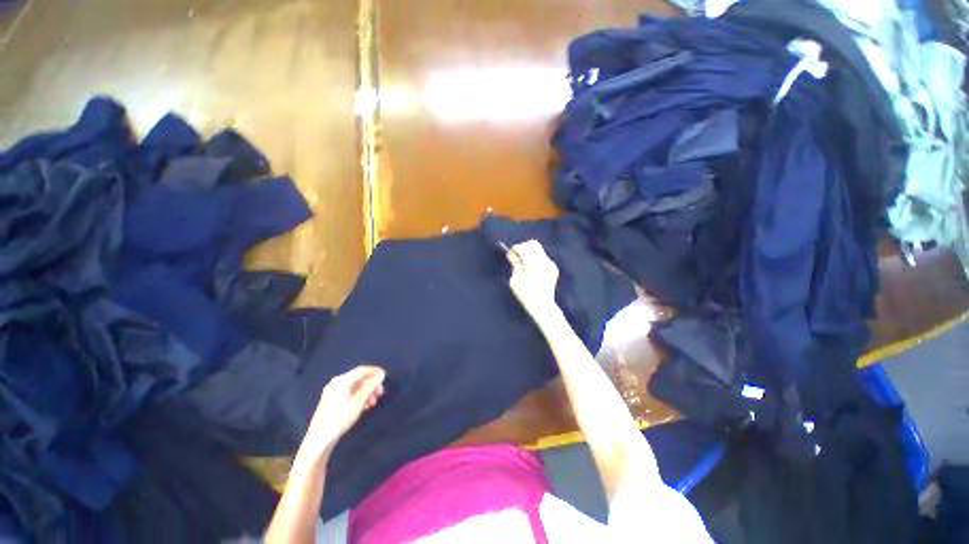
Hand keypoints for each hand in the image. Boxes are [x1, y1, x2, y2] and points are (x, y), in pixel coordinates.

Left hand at [303, 365, 385, 458]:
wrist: (320, 439)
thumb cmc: (340, 418)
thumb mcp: (358, 401)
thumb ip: (370, 386)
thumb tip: (381, 374)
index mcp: (341, 381)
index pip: (361, 370)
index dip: (374, 371)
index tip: (385, 376)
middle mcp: (336, 384)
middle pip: (358, 379)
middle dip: (371, 385)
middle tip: (381, 393)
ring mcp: (333, 393)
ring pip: (355, 387)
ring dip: (366, 392)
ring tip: (373, 403)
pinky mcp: (332, 402)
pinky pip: (349, 394)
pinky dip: (359, 397)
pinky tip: (364, 406)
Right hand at [506, 240, 560, 322]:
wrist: (543, 305)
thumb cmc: (526, 295)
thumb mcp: (516, 280)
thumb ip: (515, 264)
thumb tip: (511, 254)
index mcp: (533, 263)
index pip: (524, 247)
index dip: (516, 248)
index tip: (510, 253)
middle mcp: (543, 260)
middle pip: (533, 244)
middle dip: (524, 247)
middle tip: (517, 257)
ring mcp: (550, 264)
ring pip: (539, 250)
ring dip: (530, 253)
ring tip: (524, 264)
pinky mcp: (553, 268)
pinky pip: (544, 257)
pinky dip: (536, 259)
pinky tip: (532, 270)